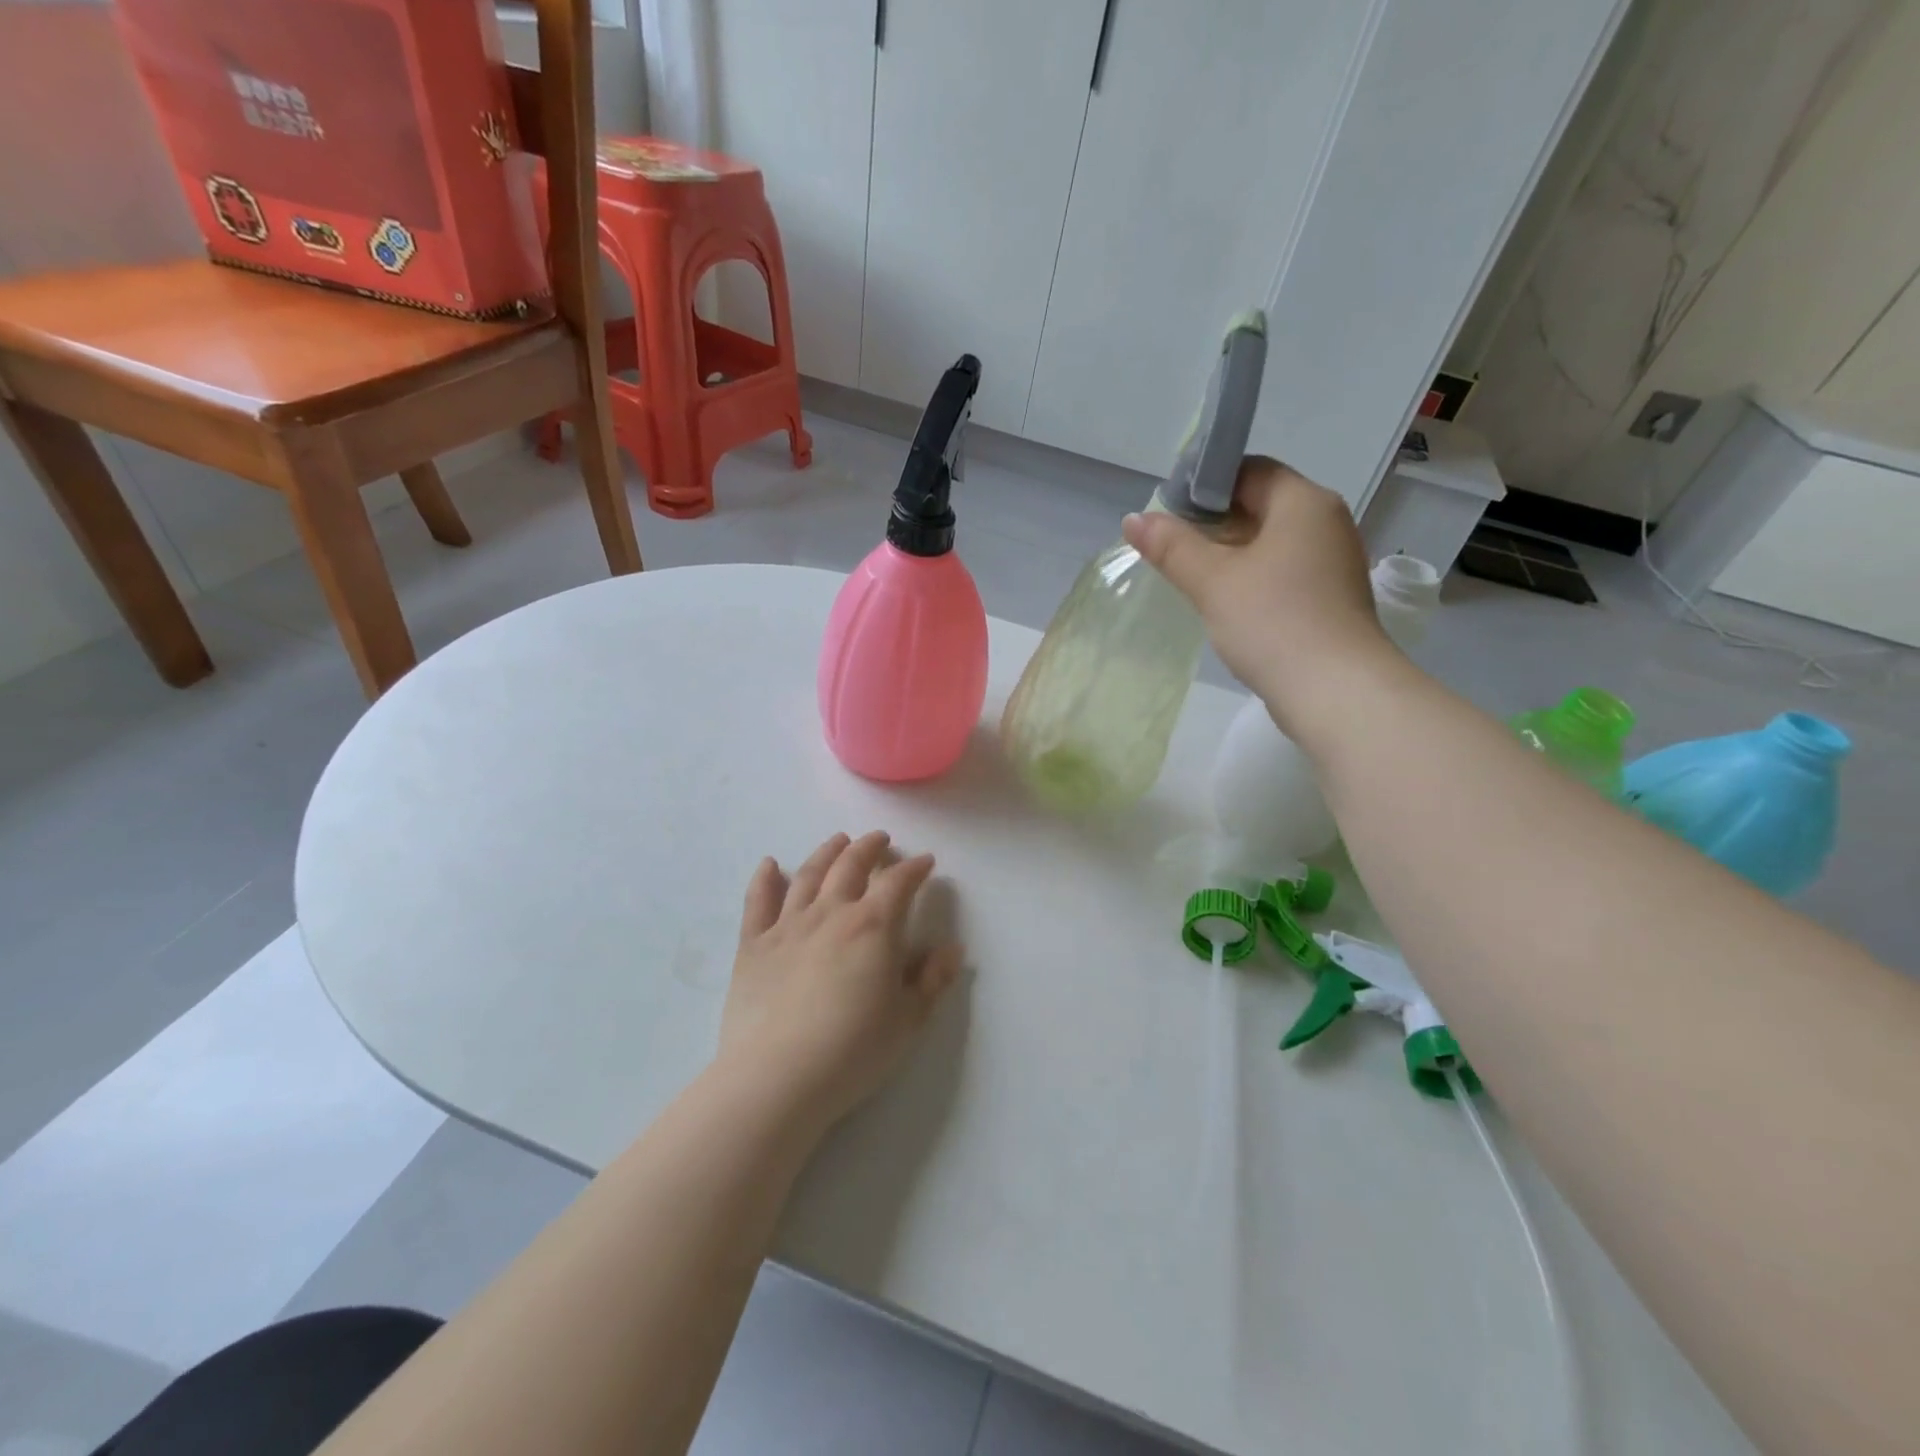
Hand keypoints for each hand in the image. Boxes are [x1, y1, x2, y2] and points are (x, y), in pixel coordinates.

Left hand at [718, 831, 962, 1134]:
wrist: (777, 1078)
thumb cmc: (852, 1051)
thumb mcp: (907, 1020)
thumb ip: (931, 980)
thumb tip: (952, 949)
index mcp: (873, 927)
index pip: (899, 883)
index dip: (915, 868)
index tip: (925, 862)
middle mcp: (830, 913)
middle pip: (851, 866)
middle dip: (869, 848)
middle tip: (879, 840)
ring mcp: (787, 926)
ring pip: (808, 875)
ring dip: (826, 853)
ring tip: (838, 841)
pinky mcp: (752, 946)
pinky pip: (758, 901)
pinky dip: (764, 878)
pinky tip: (769, 864)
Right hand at [1122, 457, 1389, 737]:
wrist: (1335, 691)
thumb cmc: (1273, 621)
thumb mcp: (1212, 581)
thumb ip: (1172, 546)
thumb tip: (1134, 519)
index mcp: (1303, 502)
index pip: (1248, 470)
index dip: (1204, 484)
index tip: (1167, 512)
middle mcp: (1325, 522)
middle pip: (1260, 504)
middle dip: (1212, 522)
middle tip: (1170, 546)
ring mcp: (1332, 561)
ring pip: (1270, 542)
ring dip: (1230, 553)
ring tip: (1190, 575)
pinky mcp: (1330, 597)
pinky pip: (1283, 571)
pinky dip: (1251, 577)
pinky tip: (1225, 602)